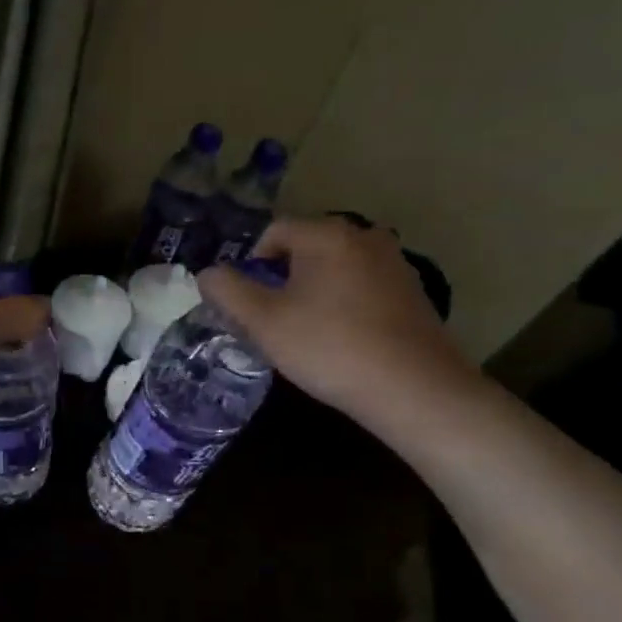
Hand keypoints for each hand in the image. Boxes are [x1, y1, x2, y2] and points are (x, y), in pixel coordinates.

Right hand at [199, 216, 476, 419]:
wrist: (413, 389)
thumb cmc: (328, 347)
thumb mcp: (263, 322)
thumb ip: (227, 291)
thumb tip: (208, 273)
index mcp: (327, 235)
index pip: (274, 232)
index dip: (251, 265)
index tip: (249, 304)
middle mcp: (365, 236)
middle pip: (305, 248)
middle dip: (281, 278)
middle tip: (271, 320)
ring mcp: (394, 264)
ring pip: (334, 268)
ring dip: (312, 291)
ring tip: (304, 332)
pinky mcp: (412, 293)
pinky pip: (361, 286)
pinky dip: (342, 304)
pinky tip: (340, 339)